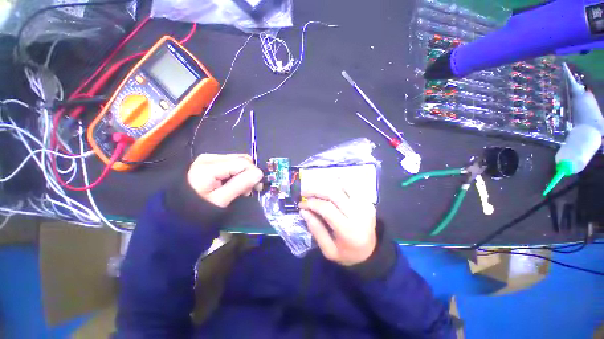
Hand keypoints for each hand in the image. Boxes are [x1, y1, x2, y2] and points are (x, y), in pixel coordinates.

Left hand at [187, 154, 262, 207]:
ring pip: (239, 161)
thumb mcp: (220, 200)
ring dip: (245, 174)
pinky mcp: (210, 162)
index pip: (243, 162)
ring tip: (242, 188)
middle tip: (249, 189)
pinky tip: (235, 183)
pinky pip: (232, 163)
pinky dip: (238, 173)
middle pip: (242, 159)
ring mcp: (210, 158)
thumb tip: (259, 173)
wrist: (178, 211)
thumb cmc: (197, 208)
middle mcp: (210, 157)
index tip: (256, 188)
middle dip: (250, 173)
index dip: (253, 174)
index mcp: (209, 166)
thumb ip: (240, 184)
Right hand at [299, 185, 376, 265]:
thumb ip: (316, 230)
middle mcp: (359, 214)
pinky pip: (352, 185)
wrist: (371, 252)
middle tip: (304, 191)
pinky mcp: (367, 200)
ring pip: (343, 185)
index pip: (327, 209)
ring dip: (326, 184)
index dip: (311, 203)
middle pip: (334, 193)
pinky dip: (339, 182)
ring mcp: (365, 205)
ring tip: (315, 188)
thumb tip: (303, 211)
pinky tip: (329, 185)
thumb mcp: (329, 250)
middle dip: (316, 190)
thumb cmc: (347, 253)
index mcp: (349, 231)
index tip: (301, 204)